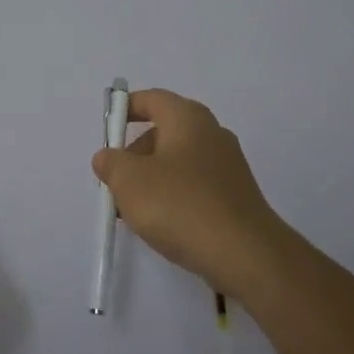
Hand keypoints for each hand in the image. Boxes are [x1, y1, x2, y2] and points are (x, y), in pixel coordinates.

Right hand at [92, 89, 290, 296]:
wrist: (246, 255)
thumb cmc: (180, 206)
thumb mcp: (129, 181)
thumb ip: (111, 163)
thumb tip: (108, 157)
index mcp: (188, 118)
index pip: (152, 98)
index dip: (125, 109)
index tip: (107, 131)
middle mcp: (212, 132)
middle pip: (164, 131)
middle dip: (135, 153)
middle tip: (117, 181)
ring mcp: (228, 164)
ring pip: (178, 160)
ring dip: (152, 178)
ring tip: (135, 211)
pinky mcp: (236, 194)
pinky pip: (195, 184)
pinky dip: (174, 195)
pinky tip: (164, 223)